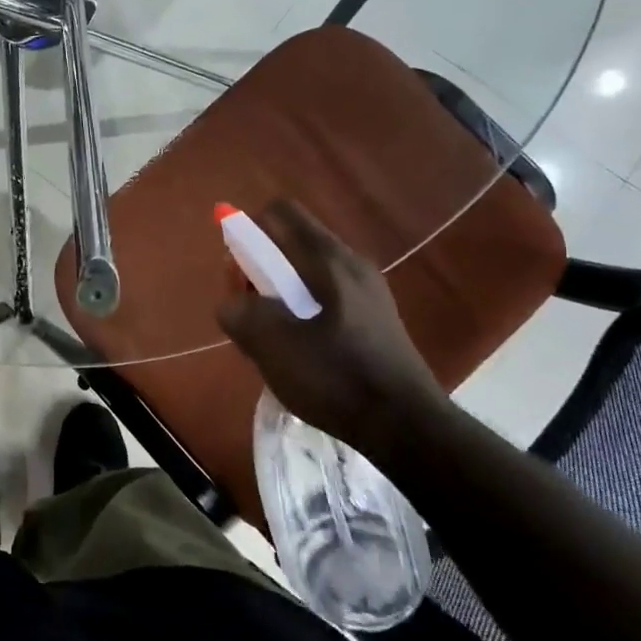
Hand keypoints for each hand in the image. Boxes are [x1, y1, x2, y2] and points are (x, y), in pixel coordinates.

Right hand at [216, 200, 450, 459]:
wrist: (407, 428)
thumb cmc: (337, 377)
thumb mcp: (272, 346)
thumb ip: (239, 313)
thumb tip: (232, 303)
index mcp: (328, 259)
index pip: (280, 212)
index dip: (249, 230)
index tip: (237, 270)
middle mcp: (351, 264)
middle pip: (291, 244)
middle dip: (259, 270)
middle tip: (248, 312)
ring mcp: (368, 292)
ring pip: (306, 275)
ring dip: (278, 296)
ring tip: (271, 339)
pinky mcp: (374, 319)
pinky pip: (324, 299)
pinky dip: (301, 313)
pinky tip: (299, 352)